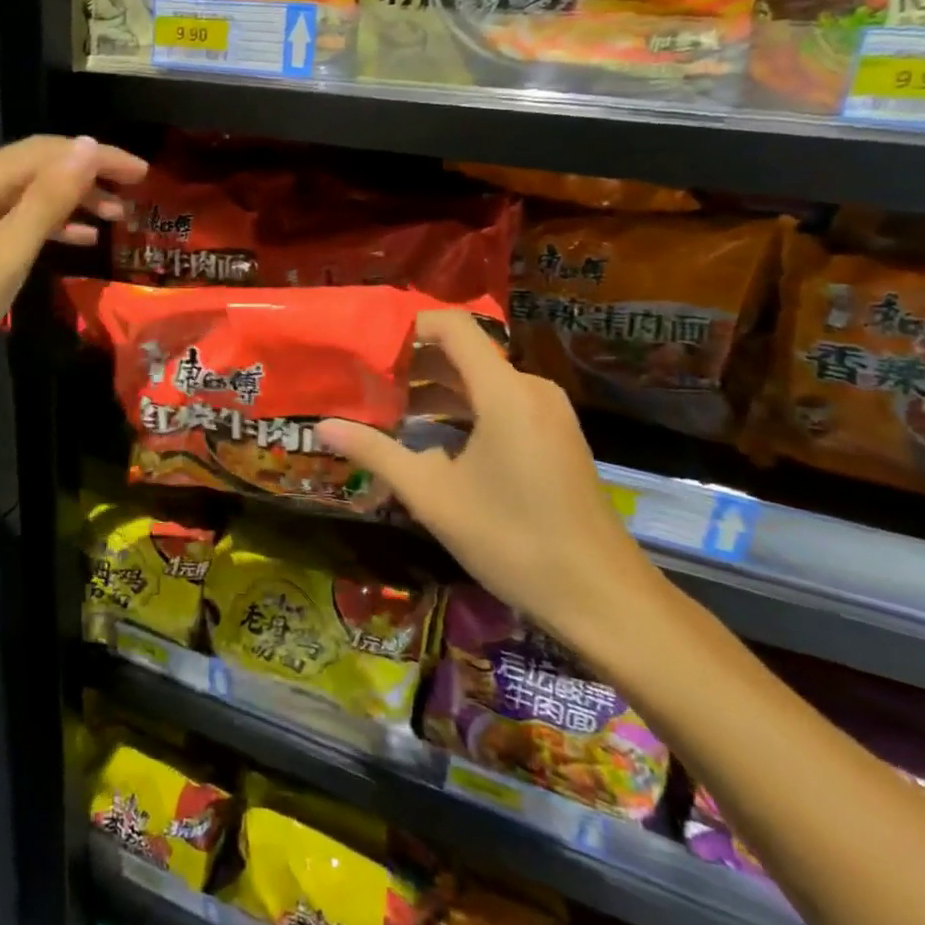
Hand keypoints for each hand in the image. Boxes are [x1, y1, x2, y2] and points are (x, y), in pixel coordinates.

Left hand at [0, 135, 147, 403]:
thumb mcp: (5, 255)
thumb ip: (48, 200)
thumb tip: (88, 146)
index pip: (47, 152)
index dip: (98, 157)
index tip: (143, 174)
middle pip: (36, 167)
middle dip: (88, 176)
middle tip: (136, 195)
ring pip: (27, 195)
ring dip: (71, 201)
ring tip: (116, 217)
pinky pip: (13, 220)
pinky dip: (47, 225)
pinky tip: (77, 240)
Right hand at [317, 310, 666, 650]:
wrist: (603, 598)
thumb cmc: (513, 541)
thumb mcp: (432, 496)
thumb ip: (376, 453)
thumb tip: (322, 427)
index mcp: (505, 392)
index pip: (452, 326)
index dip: (406, 328)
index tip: (366, 349)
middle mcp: (529, 390)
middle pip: (463, 353)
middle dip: (411, 365)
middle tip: (363, 384)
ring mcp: (546, 413)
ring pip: (479, 381)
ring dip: (433, 390)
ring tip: (384, 411)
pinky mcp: (553, 436)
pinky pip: (498, 403)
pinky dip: (461, 410)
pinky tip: (427, 437)